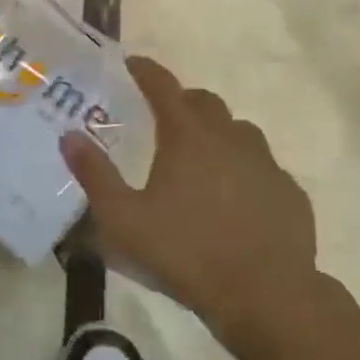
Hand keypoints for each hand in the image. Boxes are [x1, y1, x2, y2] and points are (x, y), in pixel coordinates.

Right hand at [61, 57, 345, 345]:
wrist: (265, 295)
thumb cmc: (185, 253)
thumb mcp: (123, 220)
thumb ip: (94, 175)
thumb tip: (69, 136)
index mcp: (188, 138)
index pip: (164, 87)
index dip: (145, 71)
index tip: (132, 64)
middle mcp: (231, 138)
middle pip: (205, 103)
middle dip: (182, 101)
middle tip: (162, 117)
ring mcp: (267, 165)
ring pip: (240, 132)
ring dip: (217, 133)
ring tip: (199, 158)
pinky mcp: (290, 193)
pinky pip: (264, 168)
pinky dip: (245, 170)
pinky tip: (235, 198)